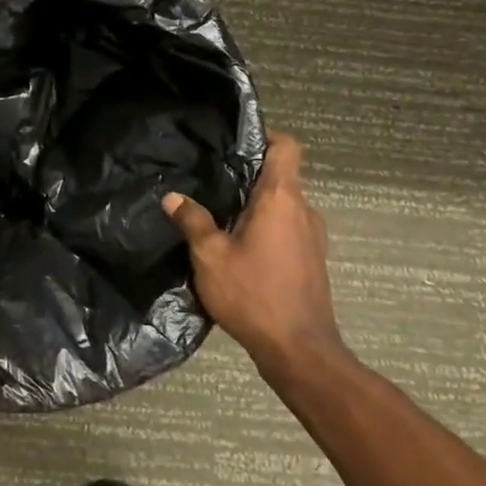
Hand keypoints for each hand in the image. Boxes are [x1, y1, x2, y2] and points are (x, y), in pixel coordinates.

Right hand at [163, 132, 345, 375]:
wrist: (299, 350)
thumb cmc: (253, 294)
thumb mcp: (209, 256)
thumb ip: (192, 221)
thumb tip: (173, 196)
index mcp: (281, 198)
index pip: (287, 146)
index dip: (264, 136)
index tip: (235, 142)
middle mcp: (303, 210)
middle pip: (281, 175)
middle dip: (249, 175)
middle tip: (212, 180)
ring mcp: (312, 237)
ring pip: (283, 205)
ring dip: (256, 205)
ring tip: (220, 214)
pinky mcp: (312, 260)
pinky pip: (287, 228)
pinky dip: (266, 228)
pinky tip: (238, 247)